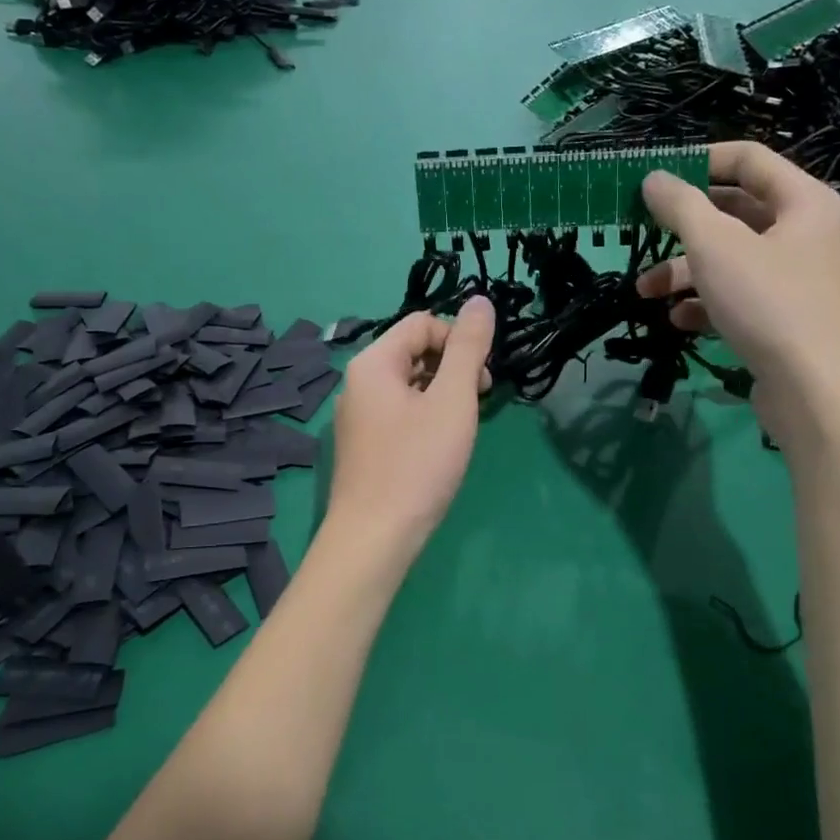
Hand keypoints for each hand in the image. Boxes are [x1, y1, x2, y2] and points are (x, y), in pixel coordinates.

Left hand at [327, 297, 494, 557]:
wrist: (374, 538)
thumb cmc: (417, 464)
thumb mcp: (452, 400)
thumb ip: (468, 348)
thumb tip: (481, 301)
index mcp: (373, 363)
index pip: (422, 323)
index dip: (458, 339)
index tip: (482, 377)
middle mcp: (357, 383)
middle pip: (413, 351)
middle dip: (452, 366)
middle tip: (478, 400)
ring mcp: (356, 416)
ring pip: (408, 384)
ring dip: (442, 393)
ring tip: (462, 426)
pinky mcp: (362, 445)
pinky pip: (399, 412)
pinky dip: (425, 416)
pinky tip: (440, 446)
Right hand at [640, 141, 839, 437]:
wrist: (819, 394)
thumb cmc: (770, 304)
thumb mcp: (715, 247)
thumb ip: (681, 206)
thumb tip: (654, 177)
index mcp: (804, 202)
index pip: (748, 159)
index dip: (699, 161)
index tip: (655, 178)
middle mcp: (807, 234)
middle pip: (736, 213)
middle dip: (684, 227)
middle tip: (642, 233)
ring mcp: (800, 280)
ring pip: (733, 260)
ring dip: (685, 272)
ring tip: (646, 292)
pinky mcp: (788, 319)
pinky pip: (741, 297)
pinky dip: (708, 303)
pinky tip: (679, 320)